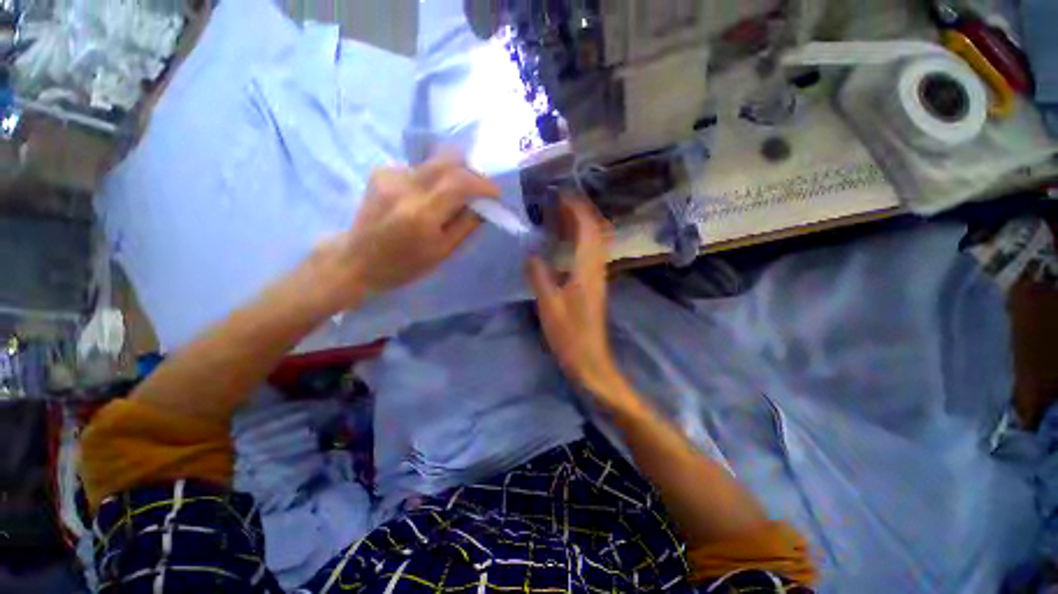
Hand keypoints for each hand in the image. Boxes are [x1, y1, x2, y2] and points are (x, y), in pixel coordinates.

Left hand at [314, 155, 499, 305]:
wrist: (357, 260)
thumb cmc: (404, 265)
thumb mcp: (442, 252)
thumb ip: (466, 225)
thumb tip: (484, 206)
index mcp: (421, 213)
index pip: (460, 182)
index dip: (483, 184)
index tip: (495, 194)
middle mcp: (404, 186)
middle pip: (448, 161)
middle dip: (471, 173)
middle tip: (480, 190)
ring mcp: (389, 175)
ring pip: (434, 162)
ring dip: (452, 176)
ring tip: (453, 198)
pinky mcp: (381, 171)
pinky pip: (419, 169)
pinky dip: (433, 180)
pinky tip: (428, 198)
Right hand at [527, 197, 629, 403]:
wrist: (590, 360)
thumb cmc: (569, 334)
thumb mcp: (549, 305)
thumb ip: (539, 276)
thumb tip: (531, 254)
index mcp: (587, 269)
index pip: (588, 229)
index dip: (577, 209)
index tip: (561, 196)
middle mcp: (597, 268)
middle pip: (595, 232)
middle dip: (579, 213)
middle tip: (557, 204)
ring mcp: (597, 277)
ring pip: (593, 243)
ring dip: (579, 227)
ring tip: (558, 219)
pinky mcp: (593, 286)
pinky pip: (588, 255)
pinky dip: (578, 242)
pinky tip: (562, 246)